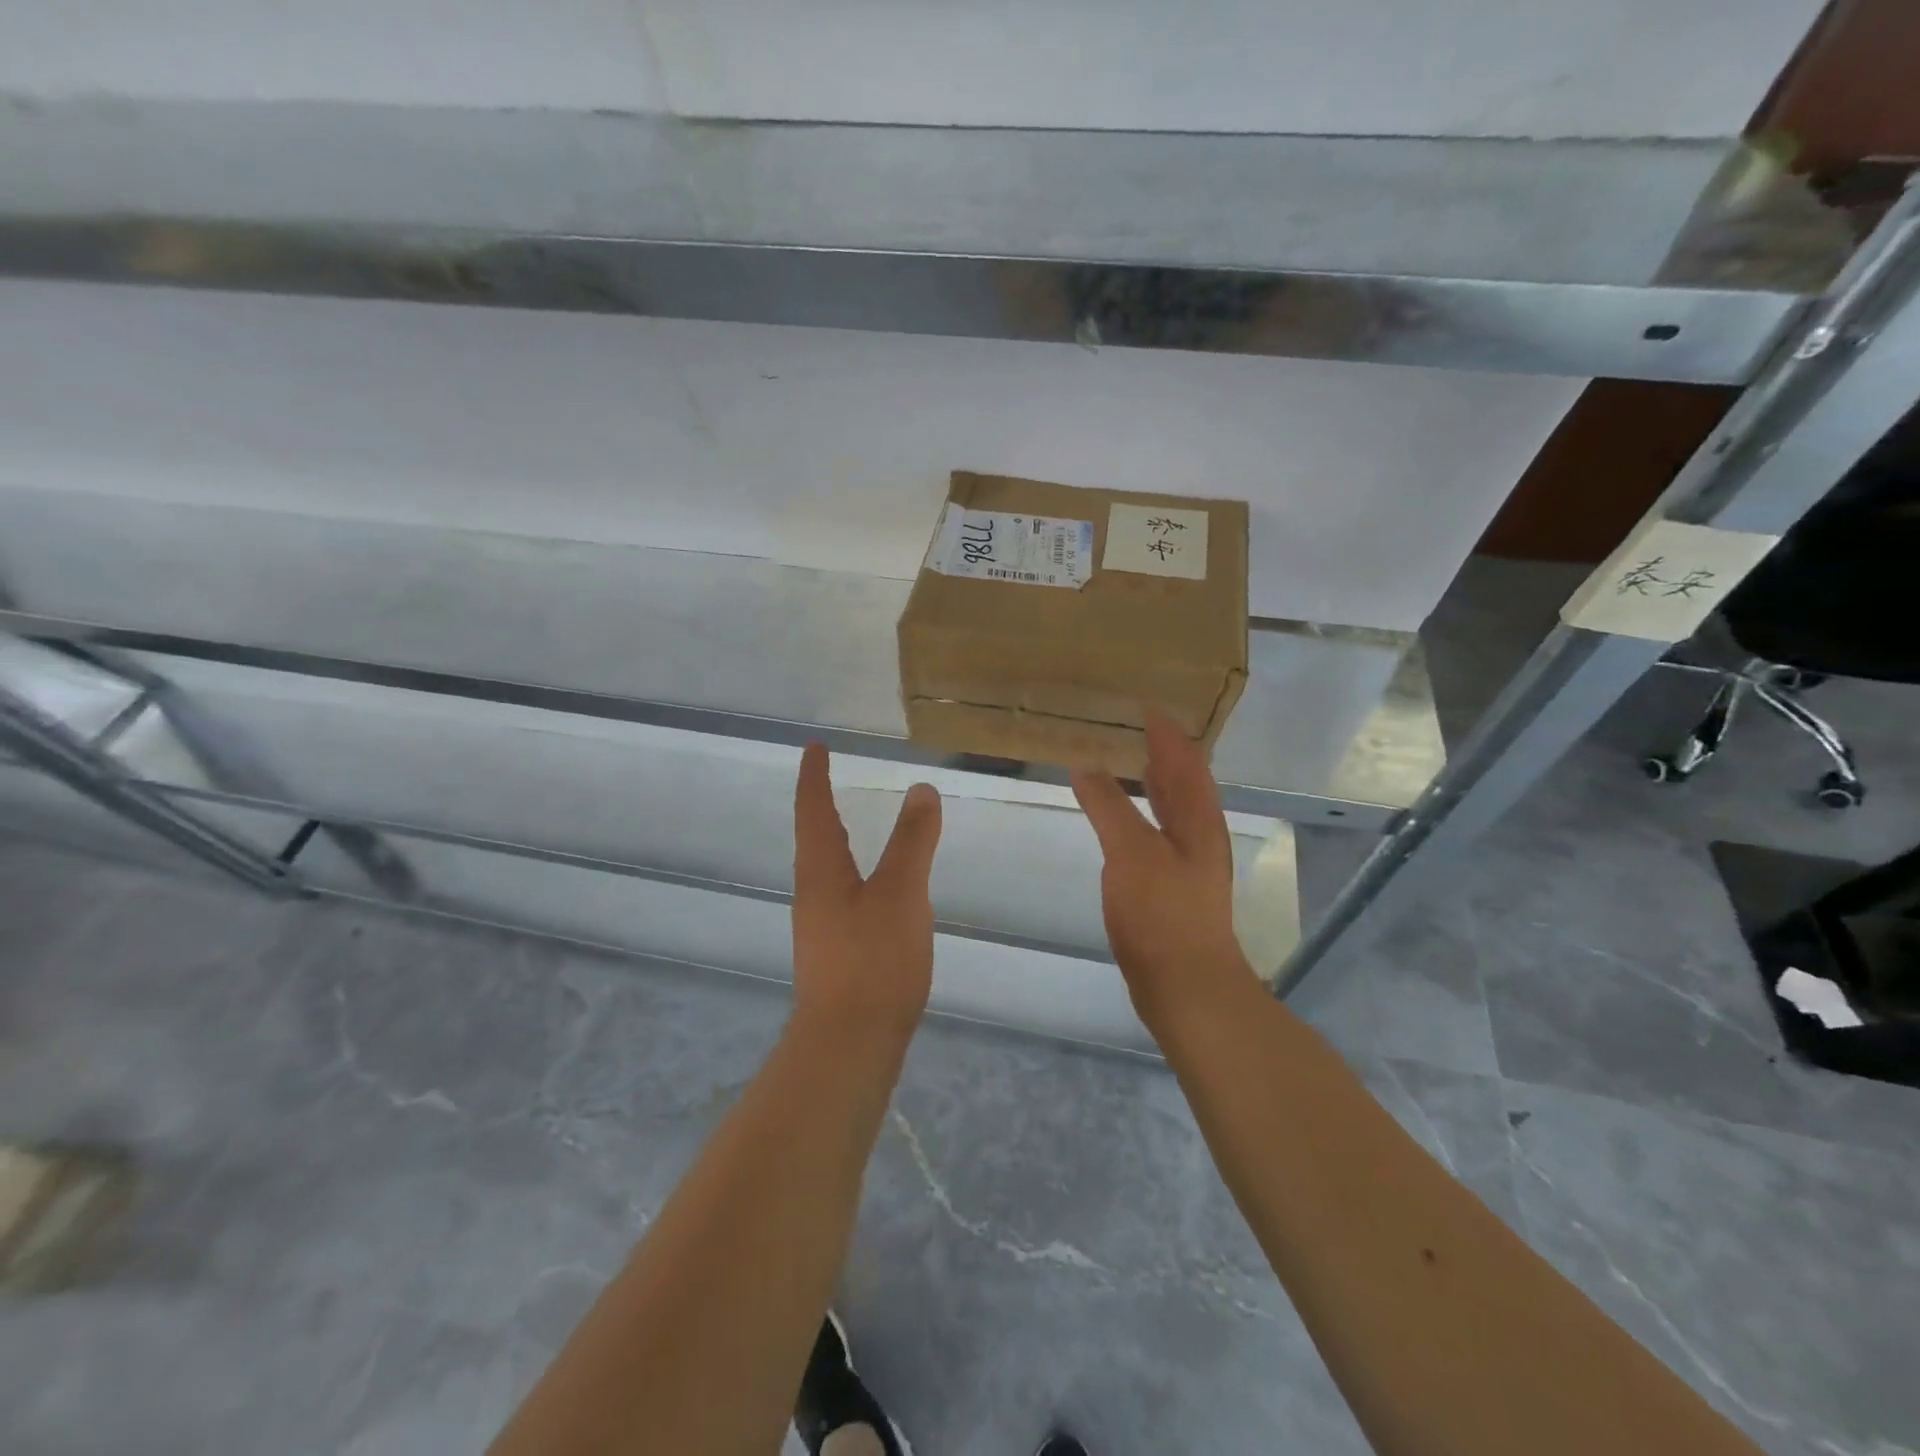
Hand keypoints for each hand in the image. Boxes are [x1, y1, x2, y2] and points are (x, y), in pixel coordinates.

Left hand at [791, 744, 943, 1041]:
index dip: (814, 777)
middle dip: (820, 805)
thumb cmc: (873, 960)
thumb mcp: (902, 893)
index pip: (813, 810)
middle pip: (813, 837)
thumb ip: (912, 841)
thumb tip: (921, 788)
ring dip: (834, 838)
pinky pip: (841, 894)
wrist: (849, 1043)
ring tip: (850, 824)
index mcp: (821, 870)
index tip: (814, 748)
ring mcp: (821, 925)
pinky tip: (873, 888)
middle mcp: (813, 893)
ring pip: (825, 868)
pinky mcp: (836, 952)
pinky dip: (853, 871)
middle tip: (829, 779)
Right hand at [1071, 713, 1256, 1029]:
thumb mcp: (1131, 851)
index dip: (1168, 733)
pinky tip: (1125, 819)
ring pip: (1174, 809)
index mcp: (1198, 819)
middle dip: (1166, 753)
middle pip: (1186, 782)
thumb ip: (1109, 806)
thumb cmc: (1162, 912)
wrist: (1185, 984)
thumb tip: (1086, 765)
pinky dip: (1144, 813)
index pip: (1185, 762)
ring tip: (1134, 761)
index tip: (1148, 706)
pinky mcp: (1173, 886)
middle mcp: (1200, 835)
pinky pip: (1159, 832)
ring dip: (1157, 782)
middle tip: (1140, 727)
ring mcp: (1189, 862)